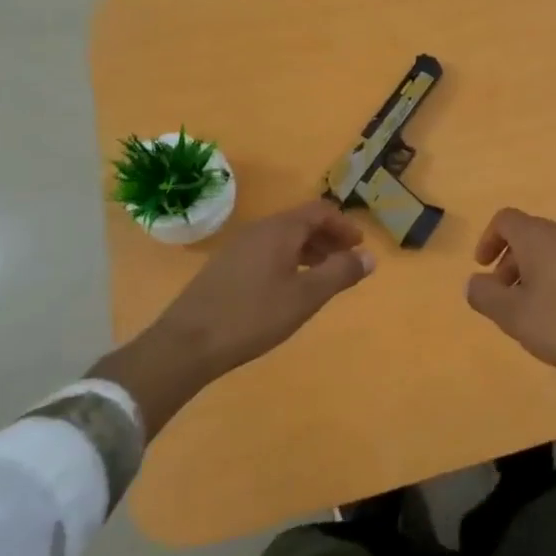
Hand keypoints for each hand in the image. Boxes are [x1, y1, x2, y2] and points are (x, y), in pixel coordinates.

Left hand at [94, 200, 375, 436]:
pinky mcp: (224, 267)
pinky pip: (266, 252)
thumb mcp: (305, 297)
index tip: (359, 246)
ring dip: (308, 250)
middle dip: (327, 238)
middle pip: (301, 222)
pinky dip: (287, 260)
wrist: (185, 344)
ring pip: (282, 238)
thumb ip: (340, 273)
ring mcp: (237, 247)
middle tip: (345, 262)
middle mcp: (258, 229)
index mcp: (280, 229)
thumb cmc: (252, 316)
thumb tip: (370, 256)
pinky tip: (287, 289)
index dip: (344, 225)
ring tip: (321, 277)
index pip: (320, 211)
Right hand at [465, 211, 555, 454]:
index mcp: (540, 237)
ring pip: (555, 250)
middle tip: (505, 297)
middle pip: (531, 235)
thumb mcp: (513, 316)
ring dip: (537, 271)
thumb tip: (474, 281)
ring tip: (534, 309)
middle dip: (511, 261)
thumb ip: (485, 295)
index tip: (483, 268)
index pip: (506, 219)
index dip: (489, 239)